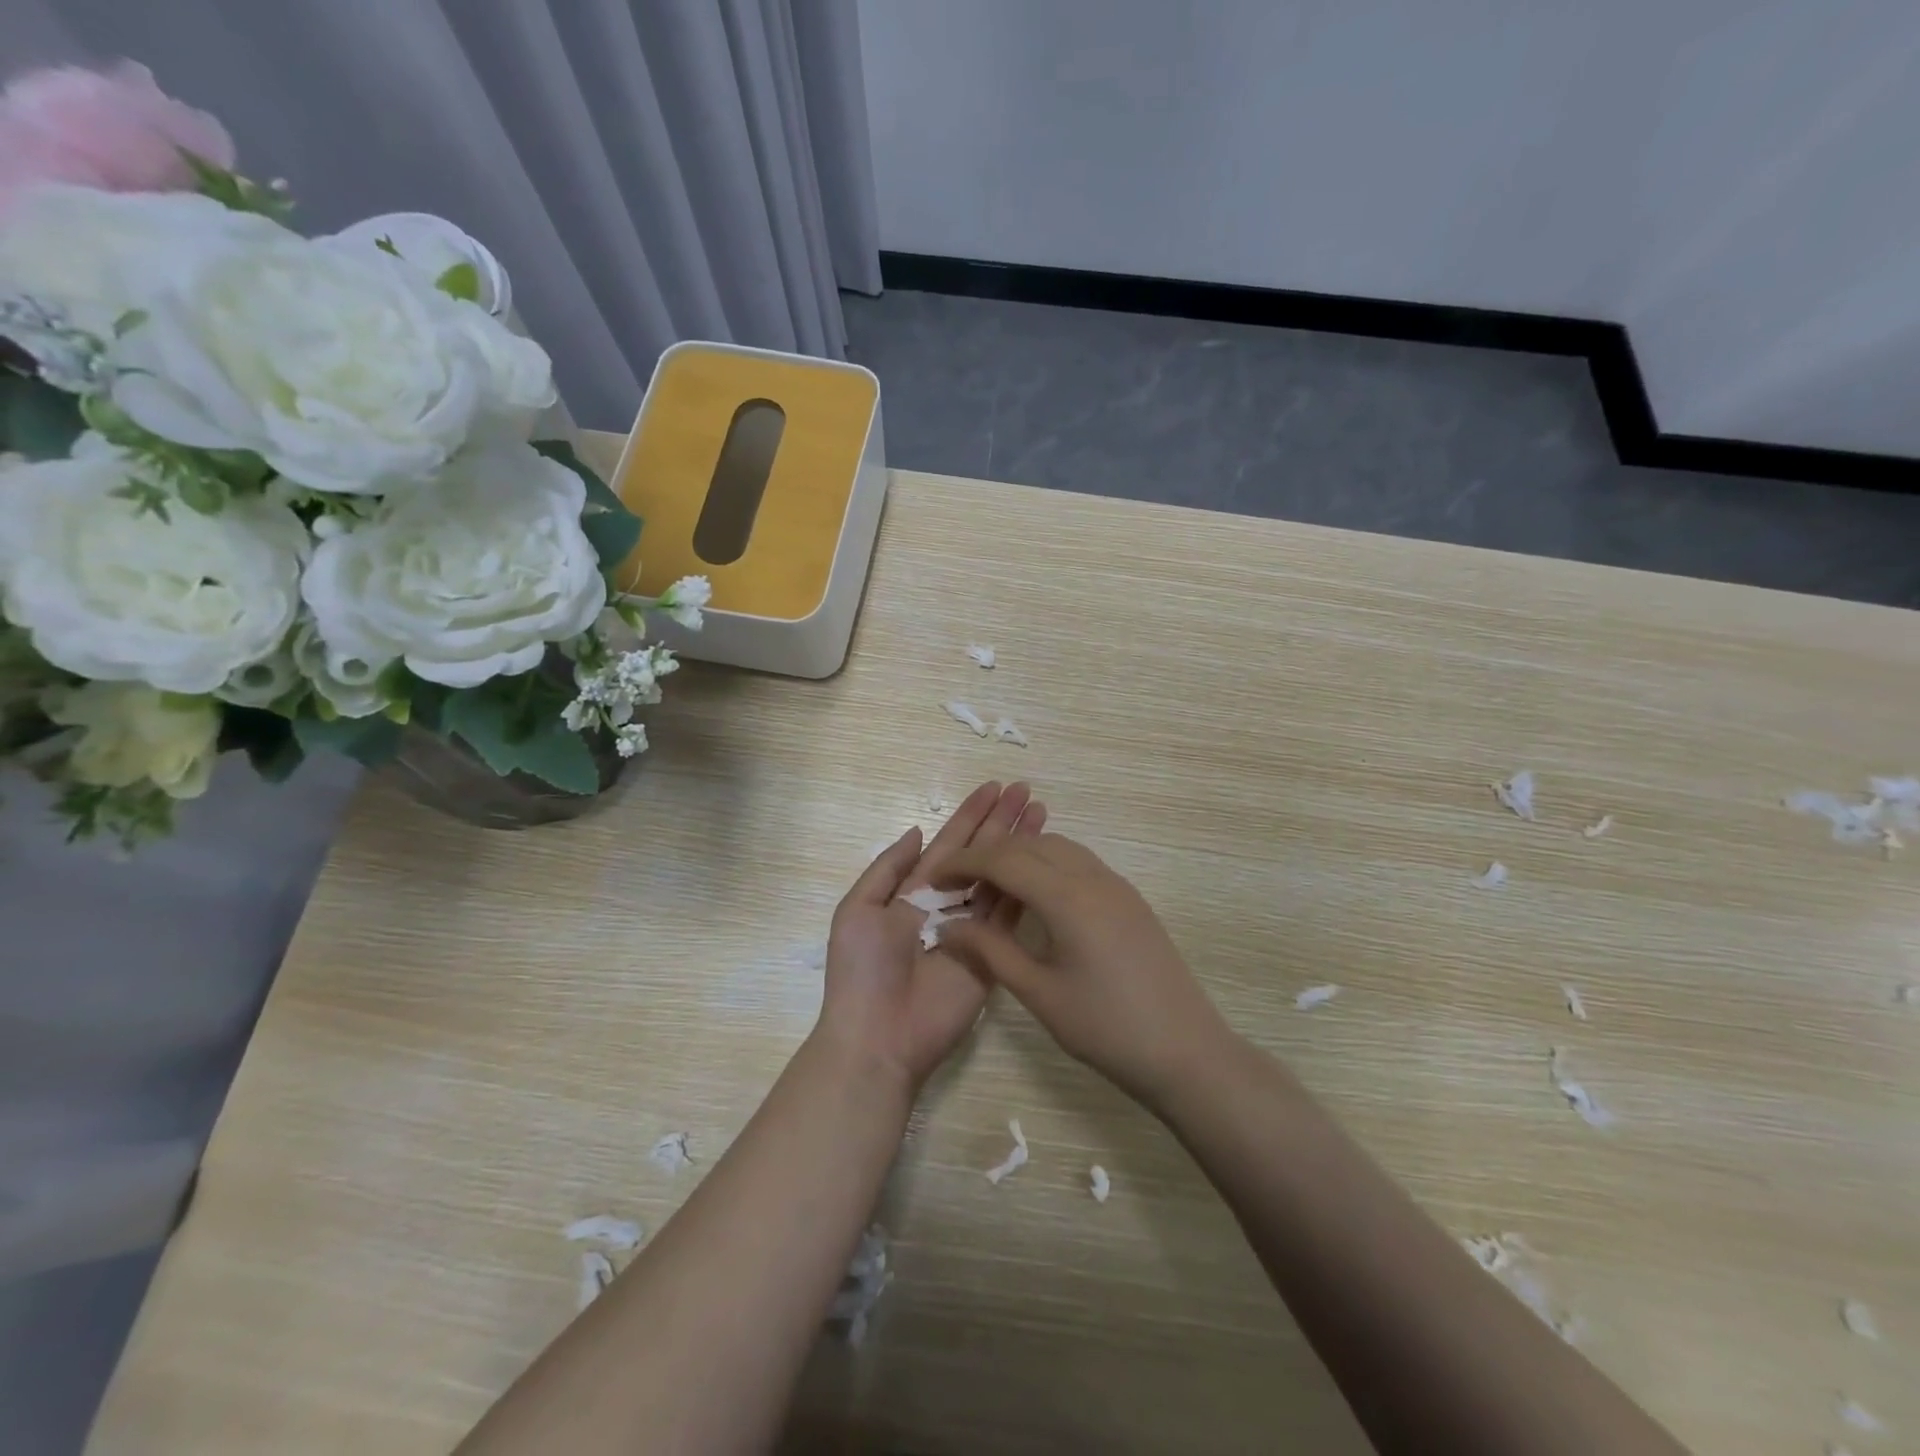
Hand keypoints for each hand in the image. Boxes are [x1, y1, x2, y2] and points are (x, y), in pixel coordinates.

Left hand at [813, 781, 1045, 1091]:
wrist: (878, 1035)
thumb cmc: (862, 970)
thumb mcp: (858, 909)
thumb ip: (888, 868)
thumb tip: (917, 830)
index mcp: (913, 891)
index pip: (949, 844)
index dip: (970, 815)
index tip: (994, 787)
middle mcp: (946, 904)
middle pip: (980, 854)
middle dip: (1001, 822)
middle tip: (1026, 790)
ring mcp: (972, 929)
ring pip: (1000, 878)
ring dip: (1020, 847)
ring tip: (1041, 813)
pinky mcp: (992, 955)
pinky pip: (1010, 916)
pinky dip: (1027, 887)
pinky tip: (1043, 861)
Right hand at [937, 834, 1229, 1106]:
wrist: (1186, 1051)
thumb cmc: (1106, 1027)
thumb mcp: (1039, 993)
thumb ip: (990, 951)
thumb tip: (947, 926)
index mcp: (1067, 897)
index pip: (1004, 860)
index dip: (964, 864)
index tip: (934, 879)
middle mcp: (1092, 877)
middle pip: (1029, 845)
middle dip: (988, 855)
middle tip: (957, 882)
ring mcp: (1115, 885)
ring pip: (1056, 847)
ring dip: (1019, 854)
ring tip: (990, 884)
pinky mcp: (1129, 898)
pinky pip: (1078, 862)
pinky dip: (1046, 863)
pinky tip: (1034, 894)